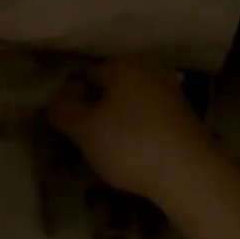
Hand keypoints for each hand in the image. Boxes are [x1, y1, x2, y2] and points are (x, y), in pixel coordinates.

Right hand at [47, 60, 217, 204]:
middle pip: (110, 88)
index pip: (86, 74)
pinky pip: (149, 119)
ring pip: (130, 104)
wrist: (190, 174)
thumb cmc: (130, 143)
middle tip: (81, 137)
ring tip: (104, 150)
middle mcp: (148, 70)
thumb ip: (63, 111)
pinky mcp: (184, 118)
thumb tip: (49, 100)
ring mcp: (170, 93)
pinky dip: (137, 132)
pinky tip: (132, 154)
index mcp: (123, 63)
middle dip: (95, 108)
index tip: (64, 122)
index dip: (70, 97)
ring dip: (117, 122)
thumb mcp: (85, 130)